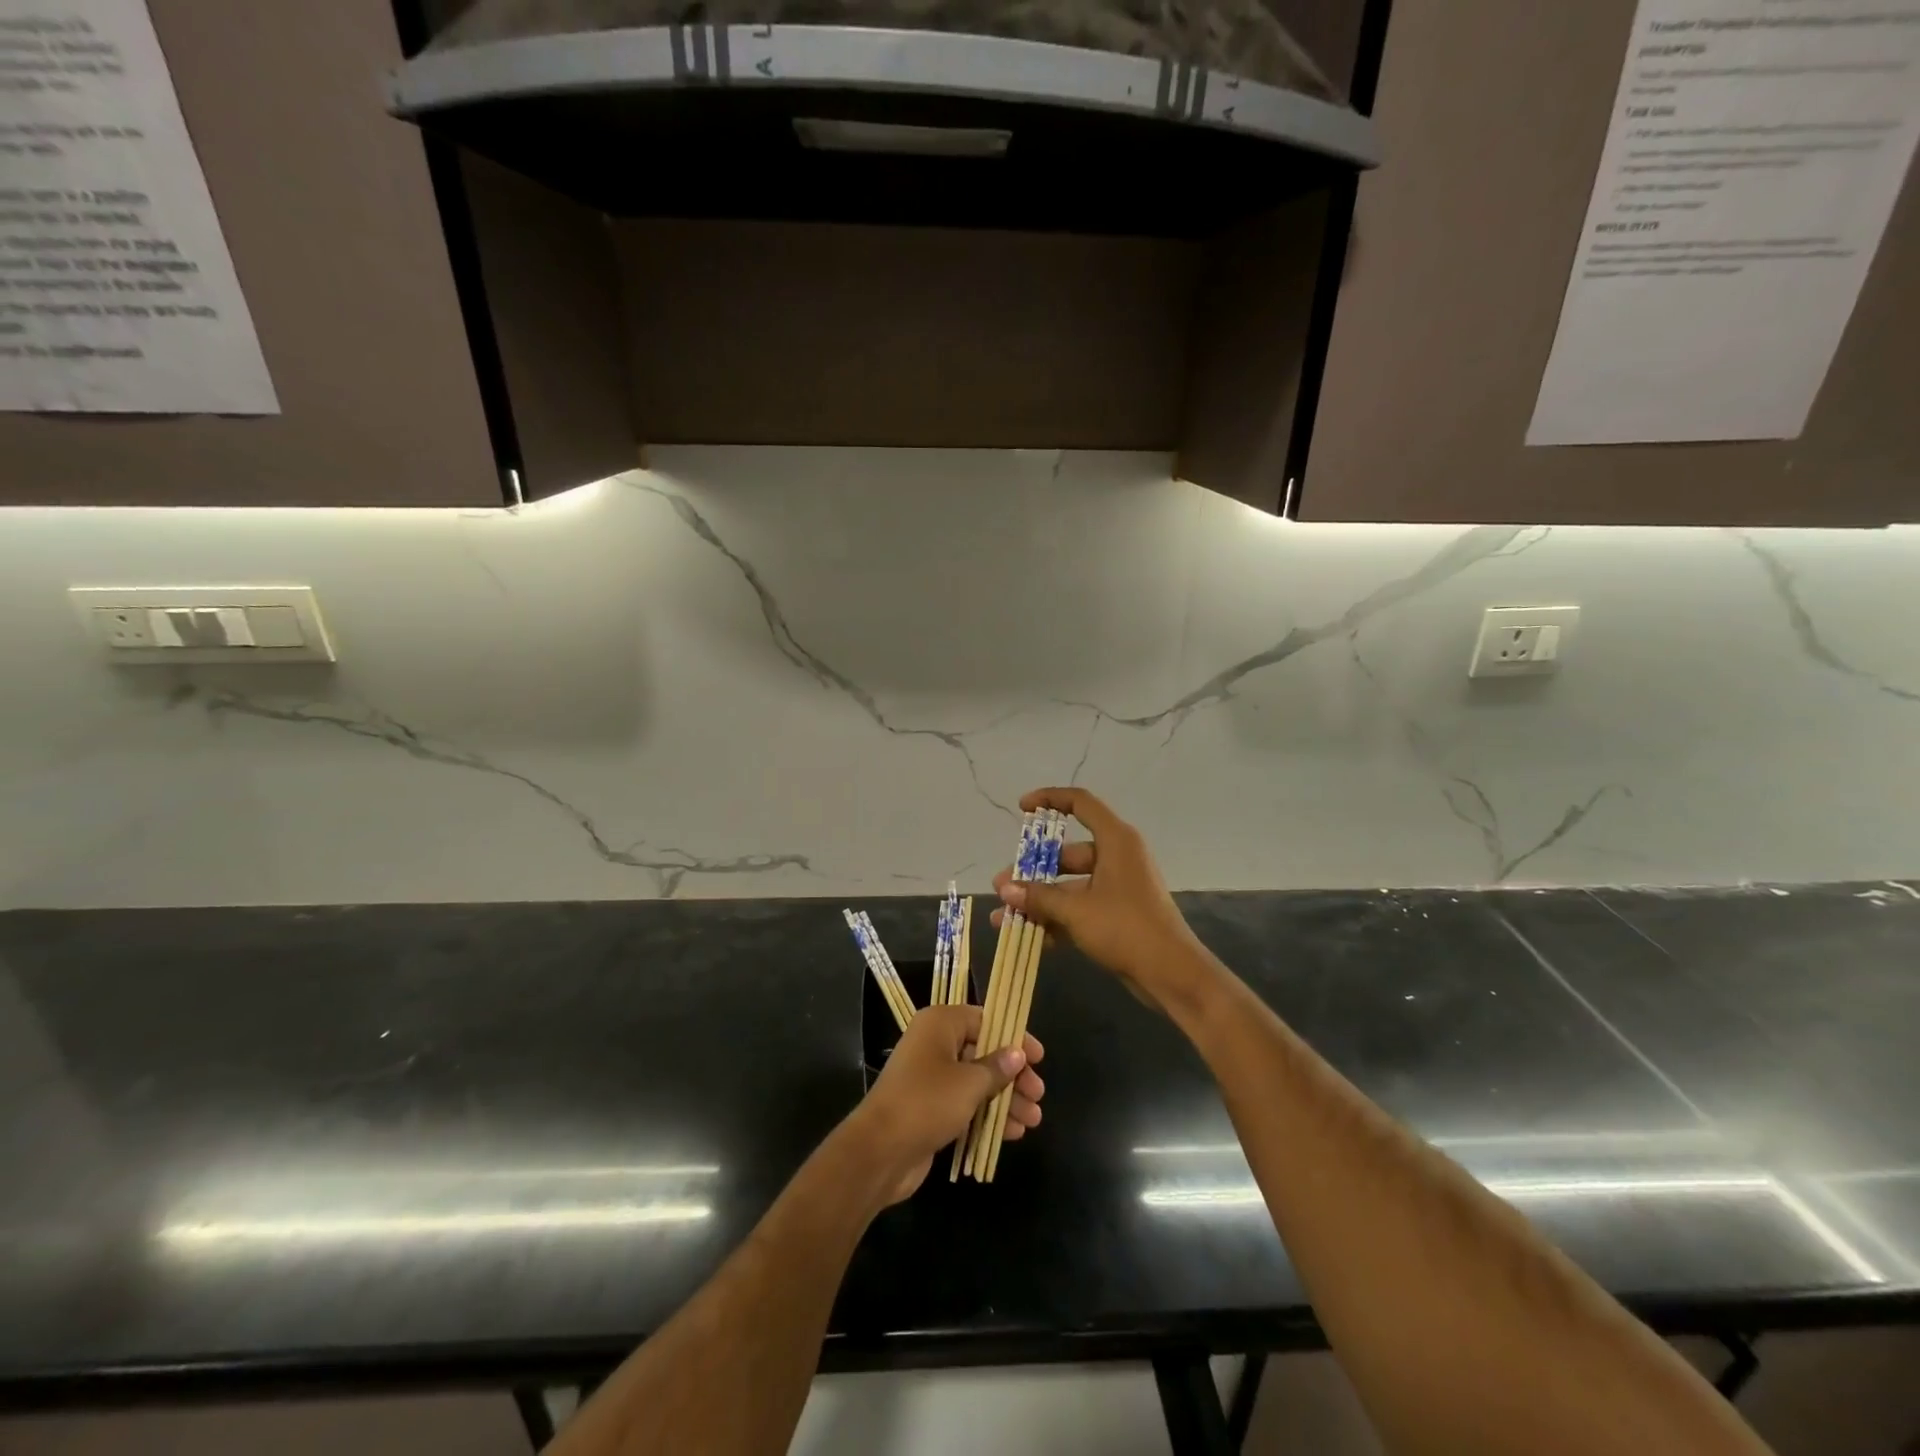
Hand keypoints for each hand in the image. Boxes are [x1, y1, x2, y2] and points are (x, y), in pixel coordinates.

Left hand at [846, 1004, 1045, 1205]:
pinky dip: (988, 1115)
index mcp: (940, 1024)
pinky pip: (965, 1104)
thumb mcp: (969, 1083)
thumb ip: (997, 1068)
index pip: (985, 1020)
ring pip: (976, 1081)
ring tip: (1033, 1120)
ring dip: (1005, 1099)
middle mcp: (934, 1044)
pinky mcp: (930, 1108)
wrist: (880, 1151)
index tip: (1038, 1058)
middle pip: (983, 1052)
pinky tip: (1012, 1132)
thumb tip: (1017, 1054)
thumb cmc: (927, 1102)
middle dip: (1013, 1075)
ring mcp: (931, 1077)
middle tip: (1038, 1094)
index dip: (1013, 1037)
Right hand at [992, 787, 1207, 1016]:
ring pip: (1070, 884)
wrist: (1171, 974)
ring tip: (1004, 916)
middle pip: (1067, 852)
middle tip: (1002, 886)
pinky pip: (1079, 907)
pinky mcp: (1117, 914)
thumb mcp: (1076, 910)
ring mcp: (1117, 887)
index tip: (1022, 808)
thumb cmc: (1125, 927)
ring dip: (1039, 900)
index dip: (1050, 799)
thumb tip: (1004, 889)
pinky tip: (1027, 936)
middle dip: (1032, 871)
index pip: (1080, 803)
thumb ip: (1038, 897)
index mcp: (1115, 840)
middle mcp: (1117, 857)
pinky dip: (1056, 918)